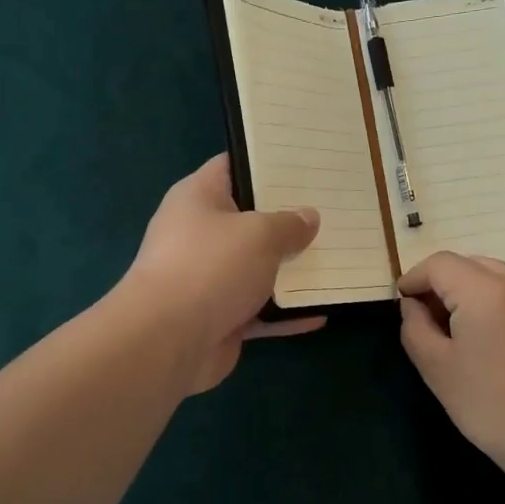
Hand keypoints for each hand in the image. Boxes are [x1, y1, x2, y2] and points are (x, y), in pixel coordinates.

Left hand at [119, 155, 323, 392]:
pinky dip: (286, 313)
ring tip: (338, 257)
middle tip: (333, 209)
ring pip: (259, 268)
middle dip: (290, 218)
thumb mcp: (259, 234)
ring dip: (292, 269)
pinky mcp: (220, 317)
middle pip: (251, 220)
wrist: (167, 341)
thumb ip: (289, 224)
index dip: (268, 162)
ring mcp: (209, 278)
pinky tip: (321, 313)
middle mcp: (201, 234)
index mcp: (199, 198)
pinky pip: (261, 310)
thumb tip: (308, 217)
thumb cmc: (210, 267)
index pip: (234, 166)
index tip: (307, 164)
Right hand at [398, 252, 504, 482]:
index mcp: (487, 292)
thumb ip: (415, 327)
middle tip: (425, 317)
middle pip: (468, 263)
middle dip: (441, 282)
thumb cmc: (492, 408)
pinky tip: (485, 334)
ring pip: (492, 273)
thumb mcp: (437, 369)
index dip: (414, 278)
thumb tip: (412, 305)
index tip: (402, 302)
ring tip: (455, 327)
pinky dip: (491, 298)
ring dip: (466, 289)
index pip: (440, 264)